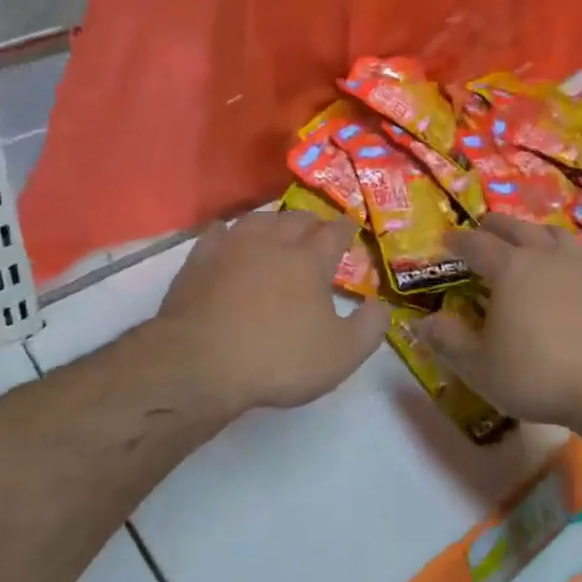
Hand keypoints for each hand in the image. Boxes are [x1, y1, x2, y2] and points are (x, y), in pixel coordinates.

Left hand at [155, 211, 389, 413]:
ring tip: (278, 229)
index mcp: (309, 260)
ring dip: (273, 221)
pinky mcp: (199, 259)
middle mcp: (273, 242)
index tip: (350, 228)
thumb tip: (382, 306)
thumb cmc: (278, 358)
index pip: (334, 233)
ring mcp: (232, 247)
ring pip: (258, 219)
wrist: (201, 362)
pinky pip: (218, 233)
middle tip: (316, 231)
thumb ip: (369, 328)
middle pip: (296, 219)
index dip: (345, 229)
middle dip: (311, 222)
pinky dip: (229, 233)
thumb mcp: (340, 355)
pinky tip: (228, 238)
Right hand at [422, 214, 581, 429]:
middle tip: (483, 230)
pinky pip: (581, 257)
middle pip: (516, 228)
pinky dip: (565, 257)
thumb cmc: (540, 375)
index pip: (476, 244)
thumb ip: (449, 342)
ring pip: (553, 234)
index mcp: (510, 268)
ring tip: (526, 242)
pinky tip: (567, 274)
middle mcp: (545, 256)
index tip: (447, 239)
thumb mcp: (482, 368)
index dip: (458, 240)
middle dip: (494, 226)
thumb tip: (421, 323)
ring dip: (533, 233)